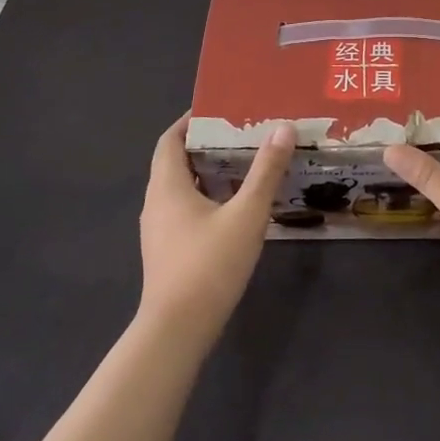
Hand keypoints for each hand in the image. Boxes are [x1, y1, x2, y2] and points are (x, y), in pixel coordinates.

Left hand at [139, 116, 293, 342]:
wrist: (177, 331)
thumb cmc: (209, 265)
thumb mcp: (247, 214)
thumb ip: (266, 171)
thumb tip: (283, 128)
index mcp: (167, 186)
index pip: (170, 139)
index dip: (190, 121)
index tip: (219, 109)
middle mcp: (156, 203)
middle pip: (176, 162)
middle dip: (207, 144)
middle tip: (243, 132)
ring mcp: (159, 230)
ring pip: (182, 188)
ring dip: (209, 173)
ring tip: (245, 163)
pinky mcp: (168, 251)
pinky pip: (186, 210)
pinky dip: (208, 197)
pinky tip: (236, 206)